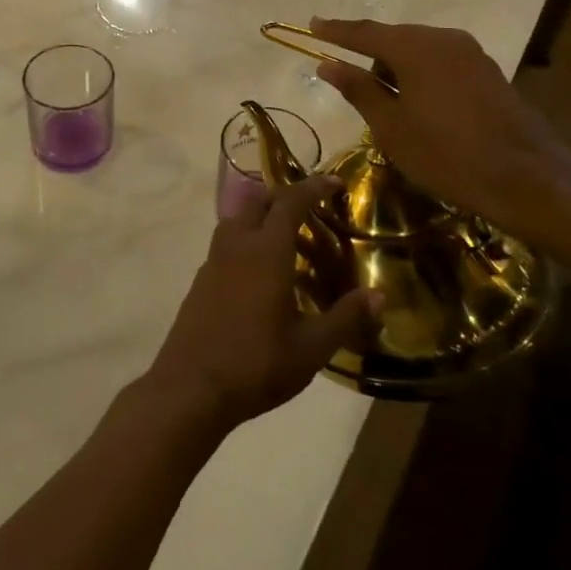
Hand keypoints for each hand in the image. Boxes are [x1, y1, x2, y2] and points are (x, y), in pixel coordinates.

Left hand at [146, 174, 381, 432]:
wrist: (191, 387)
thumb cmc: (256, 364)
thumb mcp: (311, 348)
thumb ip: (346, 318)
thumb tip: (379, 296)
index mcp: (265, 251)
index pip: (290, 202)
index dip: (313, 187)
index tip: (334, 182)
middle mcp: (236, 245)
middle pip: (257, 201)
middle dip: (283, 196)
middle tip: (309, 210)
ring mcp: (213, 262)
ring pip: (236, 221)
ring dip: (260, 218)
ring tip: (286, 240)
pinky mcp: (200, 281)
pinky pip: (225, 245)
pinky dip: (245, 242)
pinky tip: (259, 273)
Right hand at [307, 18, 570, 237]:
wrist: (527, 177)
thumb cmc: (446, 154)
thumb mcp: (391, 126)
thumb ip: (358, 89)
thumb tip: (327, 64)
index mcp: (414, 48)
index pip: (364, 33)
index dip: (335, 31)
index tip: (311, 24)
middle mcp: (443, 39)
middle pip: (393, 39)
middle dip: (368, 56)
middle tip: (348, 79)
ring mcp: (470, 53)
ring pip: (419, 51)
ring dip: (397, 69)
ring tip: (386, 106)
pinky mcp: (487, 71)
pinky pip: (440, 63)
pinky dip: (421, 76)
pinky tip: (418, 105)